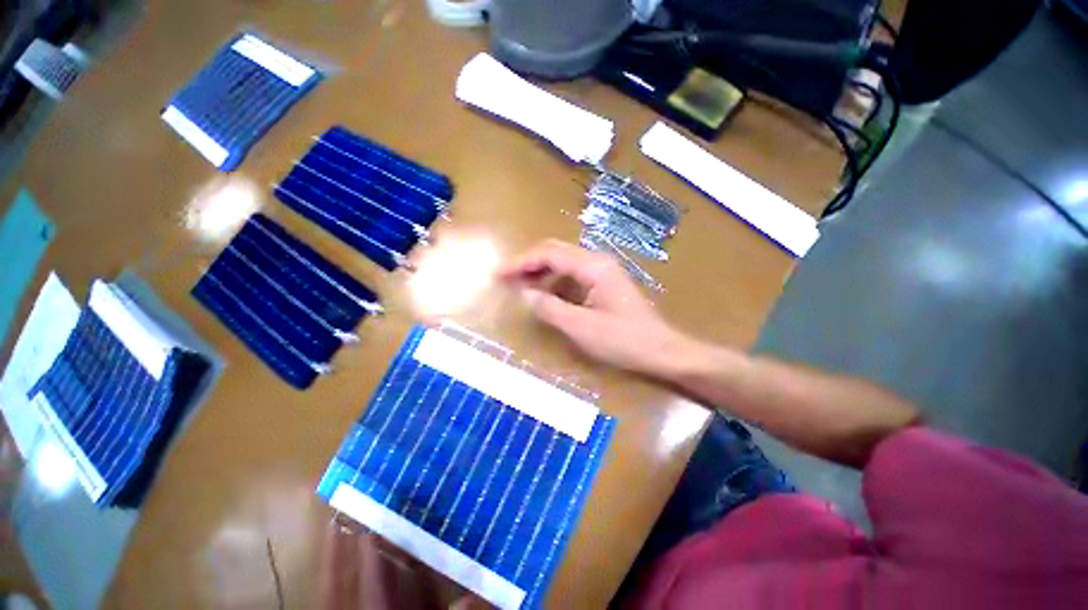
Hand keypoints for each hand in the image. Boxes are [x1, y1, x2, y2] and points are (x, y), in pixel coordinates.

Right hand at [498, 240, 689, 374]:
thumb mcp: (581, 328)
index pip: (549, 254)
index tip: (499, 274)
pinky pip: (573, 275)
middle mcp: (598, 261)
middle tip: (506, 278)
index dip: (521, 262)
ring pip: (564, 262)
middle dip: (528, 263)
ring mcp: (603, 271)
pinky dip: (554, 281)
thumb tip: (524, 294)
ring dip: (540, 271)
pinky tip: (545, 293)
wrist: (661, 350)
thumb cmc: (623, 340)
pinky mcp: (604, 283)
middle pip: (556, 252)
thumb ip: (550, 308)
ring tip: (520, 286)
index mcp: (593, 266)